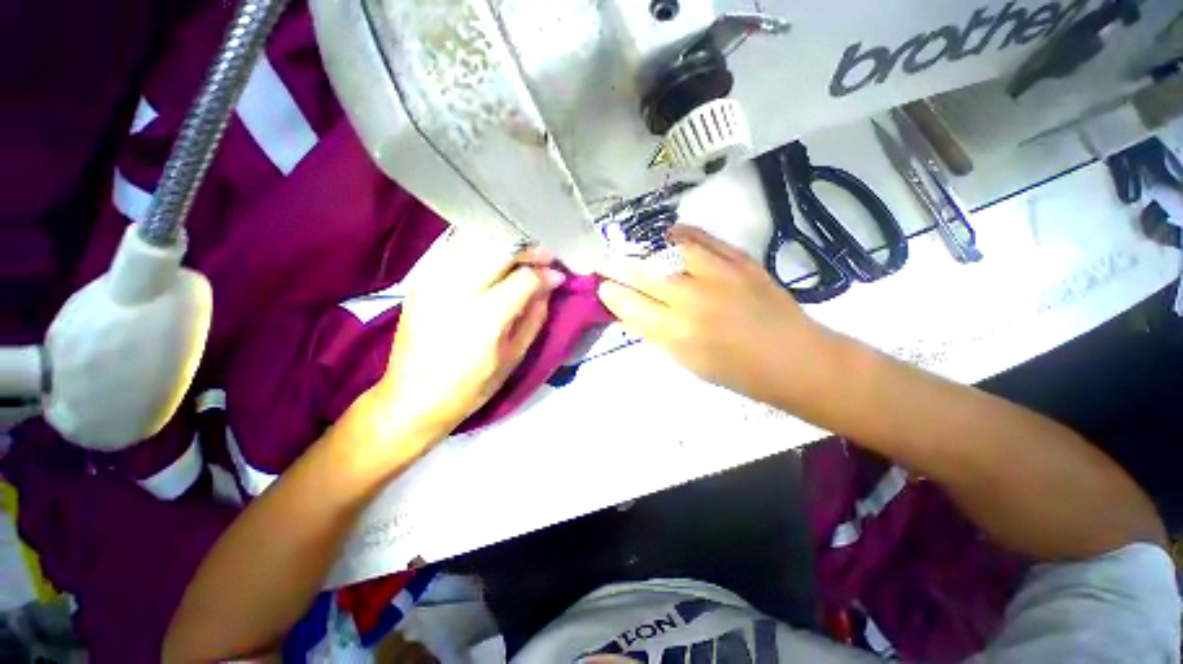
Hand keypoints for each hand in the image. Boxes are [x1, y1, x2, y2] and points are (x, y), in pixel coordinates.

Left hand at [365, 232, 563, 446]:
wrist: (412, 398)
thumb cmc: (471, 387)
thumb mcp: (513, 357)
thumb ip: (534, 318)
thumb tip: (547, 287)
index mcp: (485, 317)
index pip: (524, 278)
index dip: (546, 274)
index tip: (558, 276)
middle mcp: (457, 290)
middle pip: (499, 249)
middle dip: (528, 249)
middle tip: (545, 257)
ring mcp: (434, 281)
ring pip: (476, 241)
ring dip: (505, 244)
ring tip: (522, 256)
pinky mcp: (421, 281)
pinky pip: (455, 250)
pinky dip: (480, 248)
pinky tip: (493, 259)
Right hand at [597, 225, 827, 404]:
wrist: (795, 359)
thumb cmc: (737, 372)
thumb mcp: (687, 362)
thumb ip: (655, 333)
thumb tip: (628, 310)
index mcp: (678, 334)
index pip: (630, 305)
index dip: (611, 293)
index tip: (602, 287)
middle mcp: (693, 300)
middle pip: (643, 274)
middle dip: (615, 265)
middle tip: (602, 259)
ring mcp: (719, 275)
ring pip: (668, 251)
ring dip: (645, 250)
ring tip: (634, 250)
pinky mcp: (740, 260)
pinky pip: (702, 238)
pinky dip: (681, 234)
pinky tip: (669, 236)